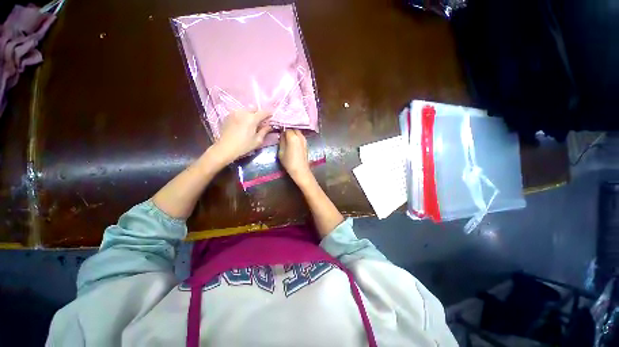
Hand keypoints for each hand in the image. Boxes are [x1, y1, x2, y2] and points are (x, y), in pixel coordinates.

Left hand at [211, 109, 271, 163]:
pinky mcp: (228, 115)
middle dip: (259, 113)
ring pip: (246, 109)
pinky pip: (239, 112)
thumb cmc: (244, 146)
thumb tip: (269, 126)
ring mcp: (234, 113)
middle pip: (254, 108)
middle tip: (261, 121)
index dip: (269, 114)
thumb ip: (264, 131)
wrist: (225, 148)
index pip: (264, 112)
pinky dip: (243, 116)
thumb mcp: (257, 140)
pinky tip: (243, 124)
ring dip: (250, 114)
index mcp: (252, 118)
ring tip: (251, 123)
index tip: (271, 117)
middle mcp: (243, 112)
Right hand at [278, 129, 312, 184]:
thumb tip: (281, 135)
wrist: (301, 170)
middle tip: (282, 135)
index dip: (282, 130)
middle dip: (288, 130)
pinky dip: (296, 137)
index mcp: (293, 137)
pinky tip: (292, 142)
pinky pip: (300, 137)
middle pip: (293, 129)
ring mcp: (304, 140)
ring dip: (293, 133)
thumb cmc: (289, 162)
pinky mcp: (306, 144)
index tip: (278, 132)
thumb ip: (281, 141)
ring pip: (298, 132)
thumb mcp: (281, 152)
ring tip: (287, 138)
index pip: (286, 129)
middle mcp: (300, 136)